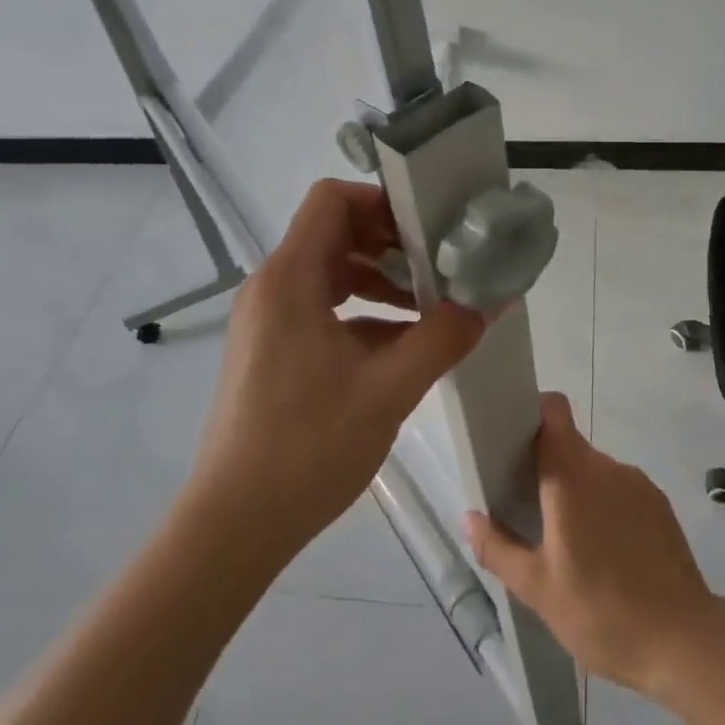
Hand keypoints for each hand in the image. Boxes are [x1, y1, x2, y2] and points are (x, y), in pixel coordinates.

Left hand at [194, 179, 486, 552]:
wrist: (233, 525)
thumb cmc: (307, 447)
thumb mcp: (389, 389)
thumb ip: (444, 337)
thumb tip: (491, 301)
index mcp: (290, 278)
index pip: (332, 199)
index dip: (381, 202)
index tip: (428, 228)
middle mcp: (272, 287)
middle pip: (334, 234)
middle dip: (391, 245)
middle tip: (440, 267)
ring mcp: (268, 320)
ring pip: (331, 274)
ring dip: (381, 282)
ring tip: (430, 308)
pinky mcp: (271, 350)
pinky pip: (322, 310)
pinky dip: (362, 315)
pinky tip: (402, 348)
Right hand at [465, 393, 719, 696]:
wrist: (684, 643)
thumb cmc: (601, 612)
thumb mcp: (537, 589)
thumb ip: (498, 548)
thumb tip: (469, 518)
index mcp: (572, 475)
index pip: (553, 411)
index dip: (533, 413)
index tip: (514, 441)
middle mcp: (606, 467)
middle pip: (569, 446)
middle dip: (547, 469)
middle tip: (530, 509)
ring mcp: (638, 484)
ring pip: (595, 471)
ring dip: (577, 493)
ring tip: (569, 543)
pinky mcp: (660, 506)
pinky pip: (621, 491)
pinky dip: (606, 508)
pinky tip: (605, 554)